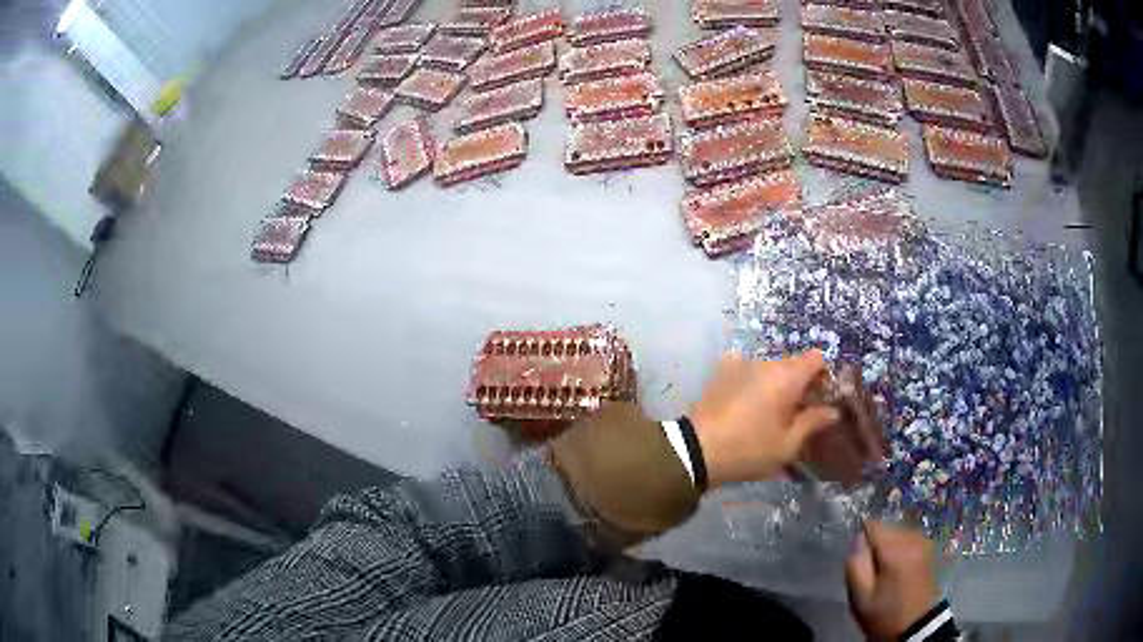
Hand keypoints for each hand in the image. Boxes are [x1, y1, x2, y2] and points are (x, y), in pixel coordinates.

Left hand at [689, 351, 839, 487]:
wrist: (697, 450)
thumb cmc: (749, 449)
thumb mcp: (788, 443)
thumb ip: (813, 422)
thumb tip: (833, 410)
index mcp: (787, 376)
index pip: (816, 359)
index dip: (823, 375)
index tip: (821, 398)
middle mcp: (766, 362)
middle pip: (793, 363)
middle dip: (800, 383)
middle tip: (798, 412)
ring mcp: (740, 363)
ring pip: (769, 368)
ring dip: (776, 383)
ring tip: (769, 411)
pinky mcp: (721, 371)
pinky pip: (746, 368)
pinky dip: (752, 380)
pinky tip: (746, 401)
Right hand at [845, 521, 940, 640]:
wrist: (915, 626)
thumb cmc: (885, 614)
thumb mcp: (861, 598)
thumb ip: (855, 566)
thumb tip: (856, 540)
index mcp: (896, 549)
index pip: (872, 525)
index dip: (861, 540)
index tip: (859, 560)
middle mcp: (913, 538)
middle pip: (886, 528)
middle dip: (875, 546)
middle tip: (871, 572)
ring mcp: (924, 542)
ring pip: (897, 533)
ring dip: (887, 548)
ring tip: (884, 573)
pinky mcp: (929, 548)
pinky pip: (907, 540)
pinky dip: (899, 550)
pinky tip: (897, 570)